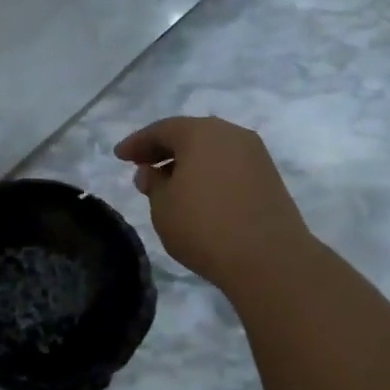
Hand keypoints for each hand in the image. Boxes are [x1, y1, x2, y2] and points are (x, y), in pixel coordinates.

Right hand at [114, 116, 311, 294]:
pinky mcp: (269, 178)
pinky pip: (229, 165)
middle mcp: (231, 134)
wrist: (269, 259)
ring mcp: (255, 155)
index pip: (161, 130)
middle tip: (141, 165)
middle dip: (164, 149)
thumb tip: (150, 172)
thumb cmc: (205, 226)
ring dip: (188, 162)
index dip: (137, 143)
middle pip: (190, 135)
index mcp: (201, 132)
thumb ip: (153, 184)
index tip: (119, 156)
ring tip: (168, 183)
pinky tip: (197, 194)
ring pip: (212, 150)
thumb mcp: (163, 207)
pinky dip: (209, 173)